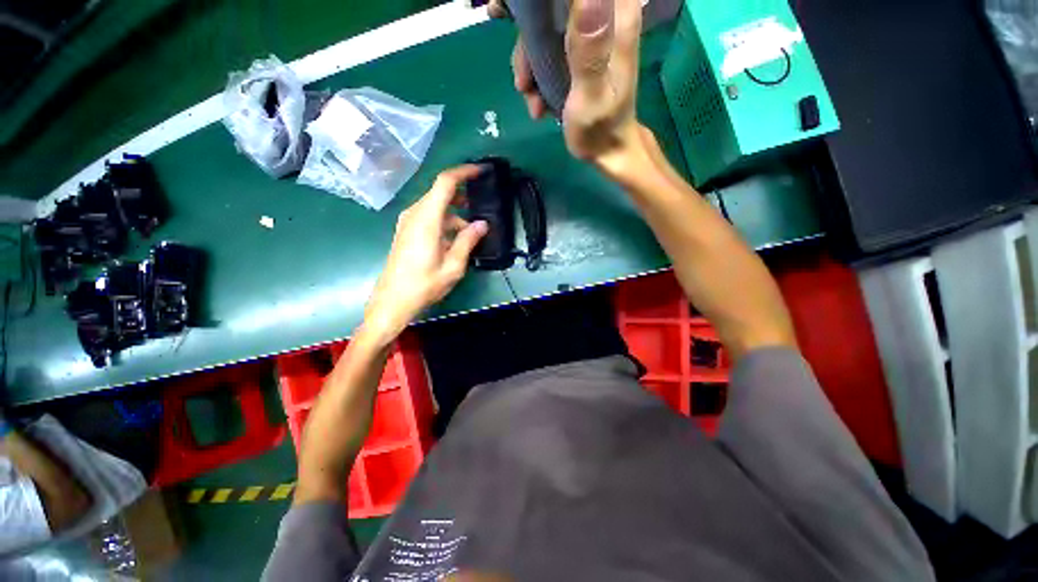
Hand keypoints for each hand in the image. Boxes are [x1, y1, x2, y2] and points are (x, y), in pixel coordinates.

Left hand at [364, 166, 487, 341]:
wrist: (392, 301)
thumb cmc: (424, 285)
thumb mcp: (453, 266)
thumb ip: (468, 241)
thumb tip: (482, 224)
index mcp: (426, 219)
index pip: (445, 182)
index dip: (464, 172)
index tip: (481, 170)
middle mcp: (414, 214)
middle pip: (440, 194)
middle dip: (463, 197)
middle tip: (482, 206)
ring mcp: (407, 223)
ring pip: (435, 207)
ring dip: (455, 214)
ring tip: (472, 232)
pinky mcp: (406, 232)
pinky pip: (428, 218)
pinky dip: (444, 222)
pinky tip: (454, 240)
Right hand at [489, 0, 643, 170]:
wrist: (606, 152)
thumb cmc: (601, 128)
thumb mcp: (591, 95)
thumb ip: (589, 52)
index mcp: (615, 20)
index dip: (544, 1)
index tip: (516, 11)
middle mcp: (602, 20)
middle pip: (555, 6)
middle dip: (528, 34)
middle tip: (518, 69)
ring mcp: (588, 38)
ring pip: (546, 29)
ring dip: (529, 64)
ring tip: (528, 95)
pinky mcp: (577, 56)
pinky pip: (547, 52)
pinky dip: (536, 76)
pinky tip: (536, 102)